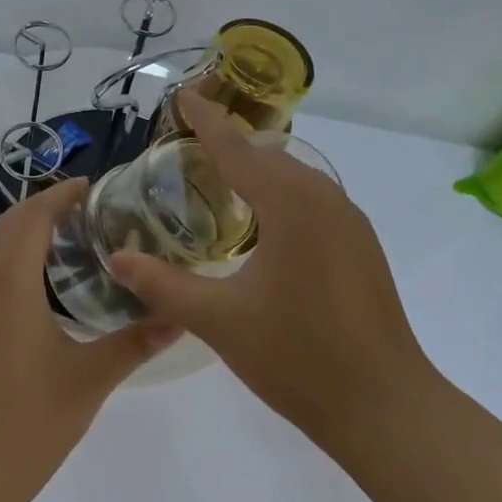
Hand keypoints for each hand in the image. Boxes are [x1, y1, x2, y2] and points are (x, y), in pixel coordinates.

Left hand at [0, 178, 178, 501]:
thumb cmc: (30, 421)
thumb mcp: (91, 379)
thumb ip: (135, 342)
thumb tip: (179, 316)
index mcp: (8, 284)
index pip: (32, 218)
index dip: (60, 195)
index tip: (91, 186)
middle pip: (7, 225)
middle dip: (41, 207)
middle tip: (85, 210)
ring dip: (22, 232)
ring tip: (65, 240)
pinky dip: (7, 258)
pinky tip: (35, 285)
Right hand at [108, 92, 437, 447]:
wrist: (384, 407)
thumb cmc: (296, 357)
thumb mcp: (218, 320)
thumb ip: (162, 284)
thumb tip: (117, 259)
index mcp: (291, 205)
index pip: (237, 149)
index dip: (205, 121)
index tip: (183, 93)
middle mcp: (325, 200)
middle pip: (268, 156)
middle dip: (229, 142)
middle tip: (187, 140)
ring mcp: (350, 223)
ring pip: (295, 177)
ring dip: (257, 169)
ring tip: (217, 176)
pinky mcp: (361, 247)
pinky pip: (313, 200)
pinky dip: (280, 194)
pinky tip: (261, 222)